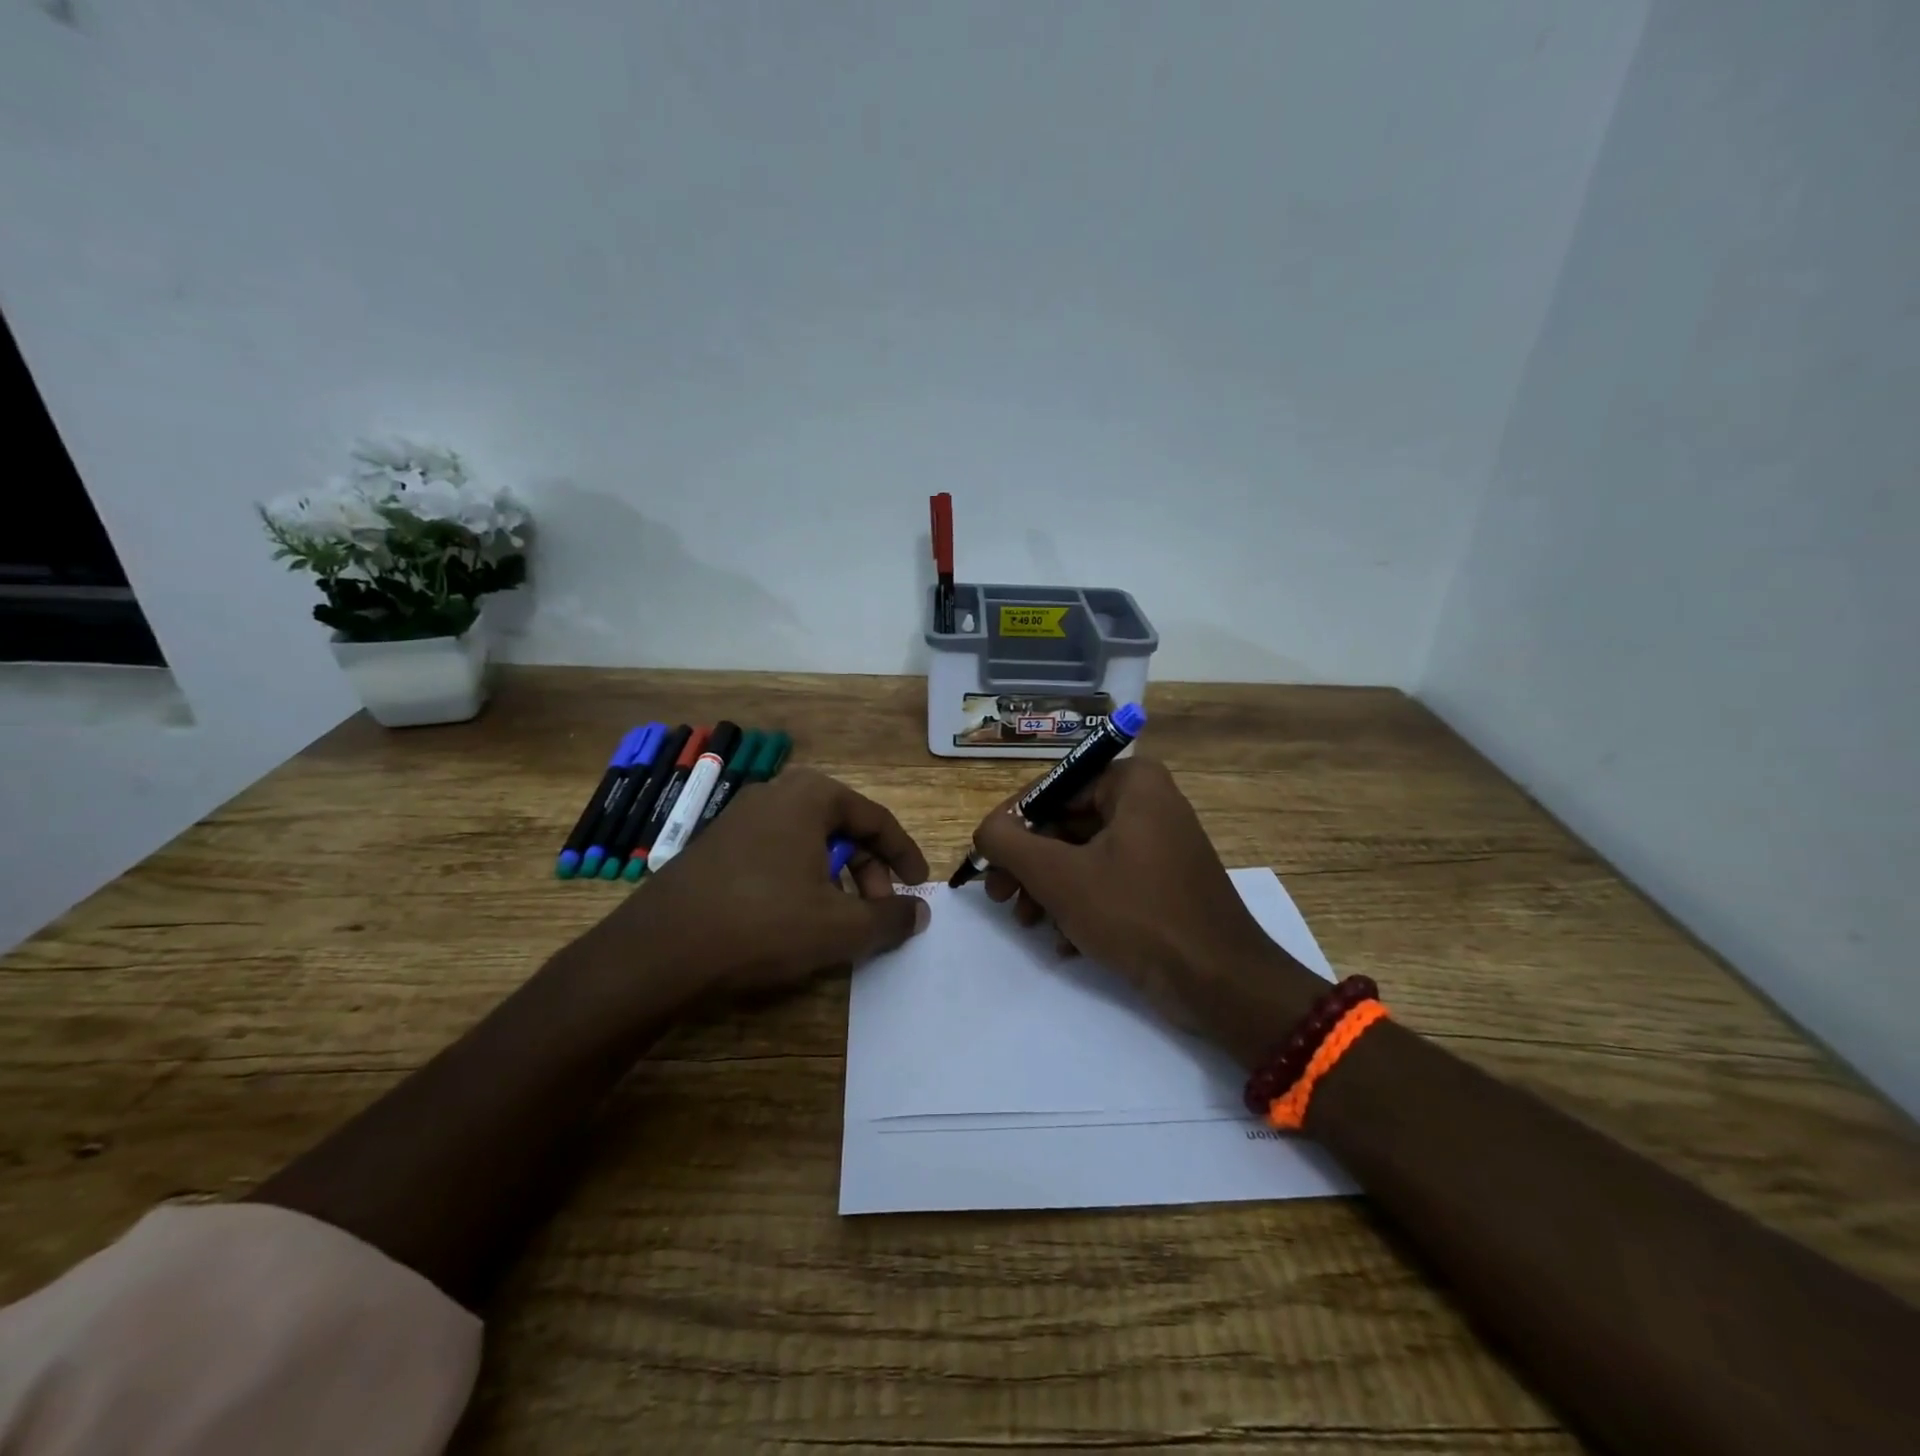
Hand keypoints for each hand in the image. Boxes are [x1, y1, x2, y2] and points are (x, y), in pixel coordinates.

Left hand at [575, 767, 929, 1012]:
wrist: (658, 951)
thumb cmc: (762, 924)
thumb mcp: (839, 927)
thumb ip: (889, 918)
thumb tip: (920, 913)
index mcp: (810, 796)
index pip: (875, 818)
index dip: (903, 855)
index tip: (918, 886)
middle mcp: (775, 794)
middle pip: (841, 828)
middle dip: (868, 870)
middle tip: (877, 911)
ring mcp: (738, 818)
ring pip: (808, 843)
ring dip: (835, 878)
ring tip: (839, 920)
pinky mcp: (714, 846)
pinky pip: (776, 854)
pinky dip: (800, 880)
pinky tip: (795, 919)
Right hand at [971, 756, 1323, 1066]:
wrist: (1221, 983)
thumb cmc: (1137, 914)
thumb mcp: (1060, 876)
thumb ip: (1009, 844)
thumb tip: (985, 830)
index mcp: (1132, 783)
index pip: (1052, 789)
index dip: (1012, 825)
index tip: (986, 861)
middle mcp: (1148, 803)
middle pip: (1066, 824)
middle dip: (1030, 866)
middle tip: (1000, 897)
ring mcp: (1159, 844)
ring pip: (1083, 857)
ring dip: (1049, 890)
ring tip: (1028, 923)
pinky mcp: (1163, 883)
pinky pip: (1108, 881)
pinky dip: (1081, 906)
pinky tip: (1064, 943)